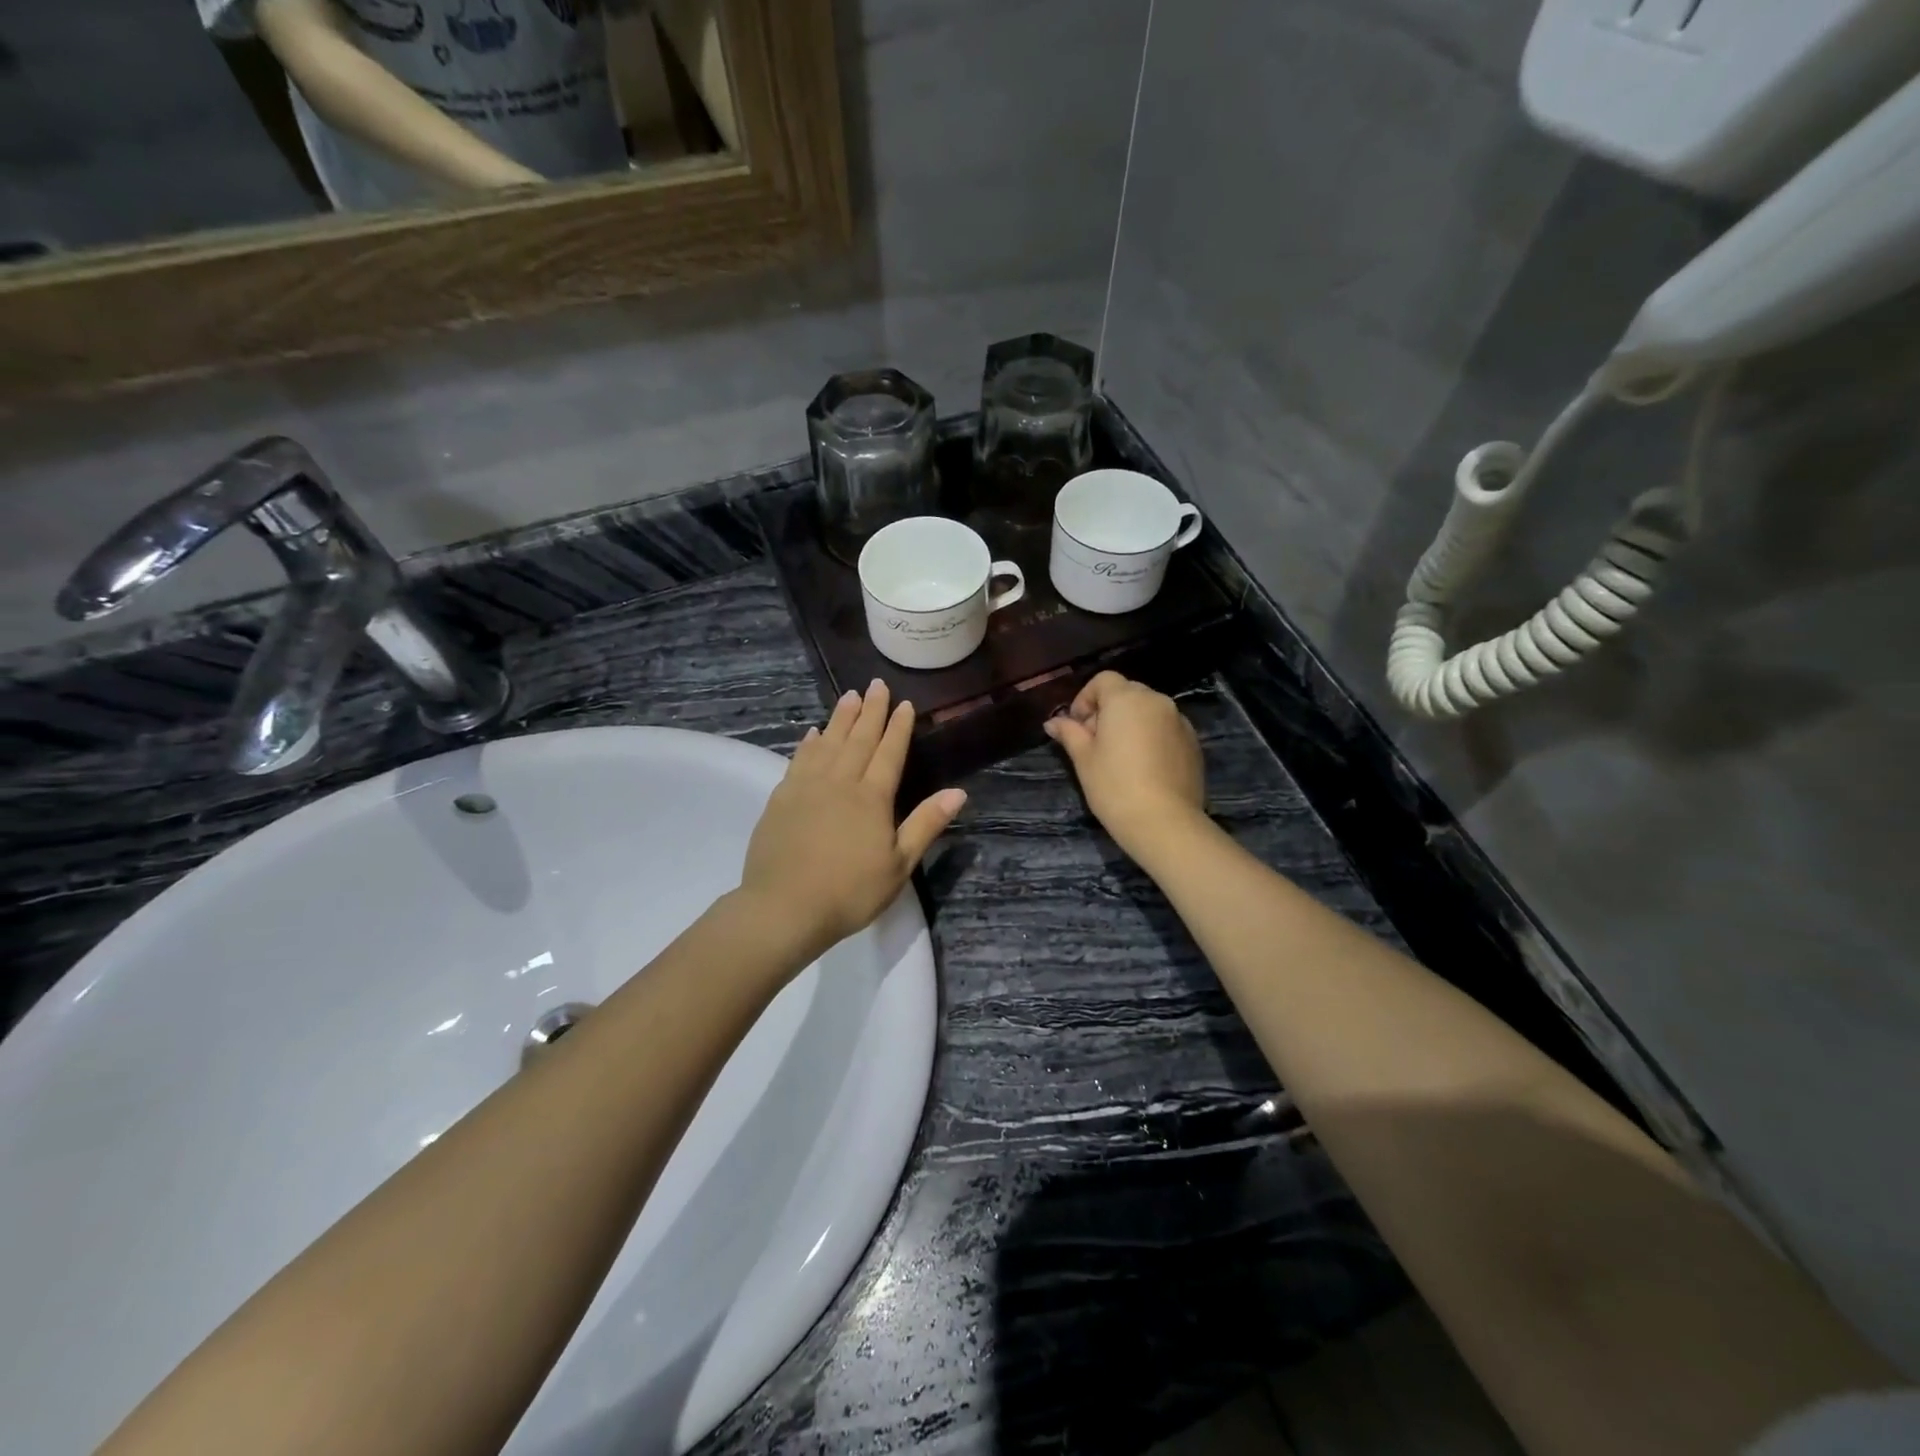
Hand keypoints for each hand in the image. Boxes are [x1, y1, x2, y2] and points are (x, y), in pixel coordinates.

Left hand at [738, 680, 966, 961]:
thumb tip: (958, 792)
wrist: (784, 908)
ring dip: (840, 718)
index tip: (904, 704)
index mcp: (872, 797)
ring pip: (828, 743)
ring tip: (848, 696)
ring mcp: (807, 787)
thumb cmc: (850, 891)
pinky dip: (809, 744)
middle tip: (875, 685)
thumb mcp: (899, 865)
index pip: (889, 753)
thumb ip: (926, 824)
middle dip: (870, 711)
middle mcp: (840, 782)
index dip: (898, 727)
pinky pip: (799, 760)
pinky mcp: (781, 798)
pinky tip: (813, 734)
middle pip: (858, 739)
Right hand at [1043, 671, 1205, 855]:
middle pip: (1128, 692)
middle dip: (1108, 710)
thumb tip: (1053, 722)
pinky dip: (1152, 737)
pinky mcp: (1194, 743)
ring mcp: (1180, 721)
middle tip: (1096, 742)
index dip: (1085, 698)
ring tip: (1121, 757)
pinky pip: (1166, 729)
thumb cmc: (1114, 786)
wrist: (1164, 822)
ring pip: (1149, 711)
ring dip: (1132, 723)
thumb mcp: (1083, 759)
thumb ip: (1070, 733)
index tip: (1078, 726)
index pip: (1103, 680)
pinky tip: (1144, 767)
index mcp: (1126, 699)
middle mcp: (1157, 701)